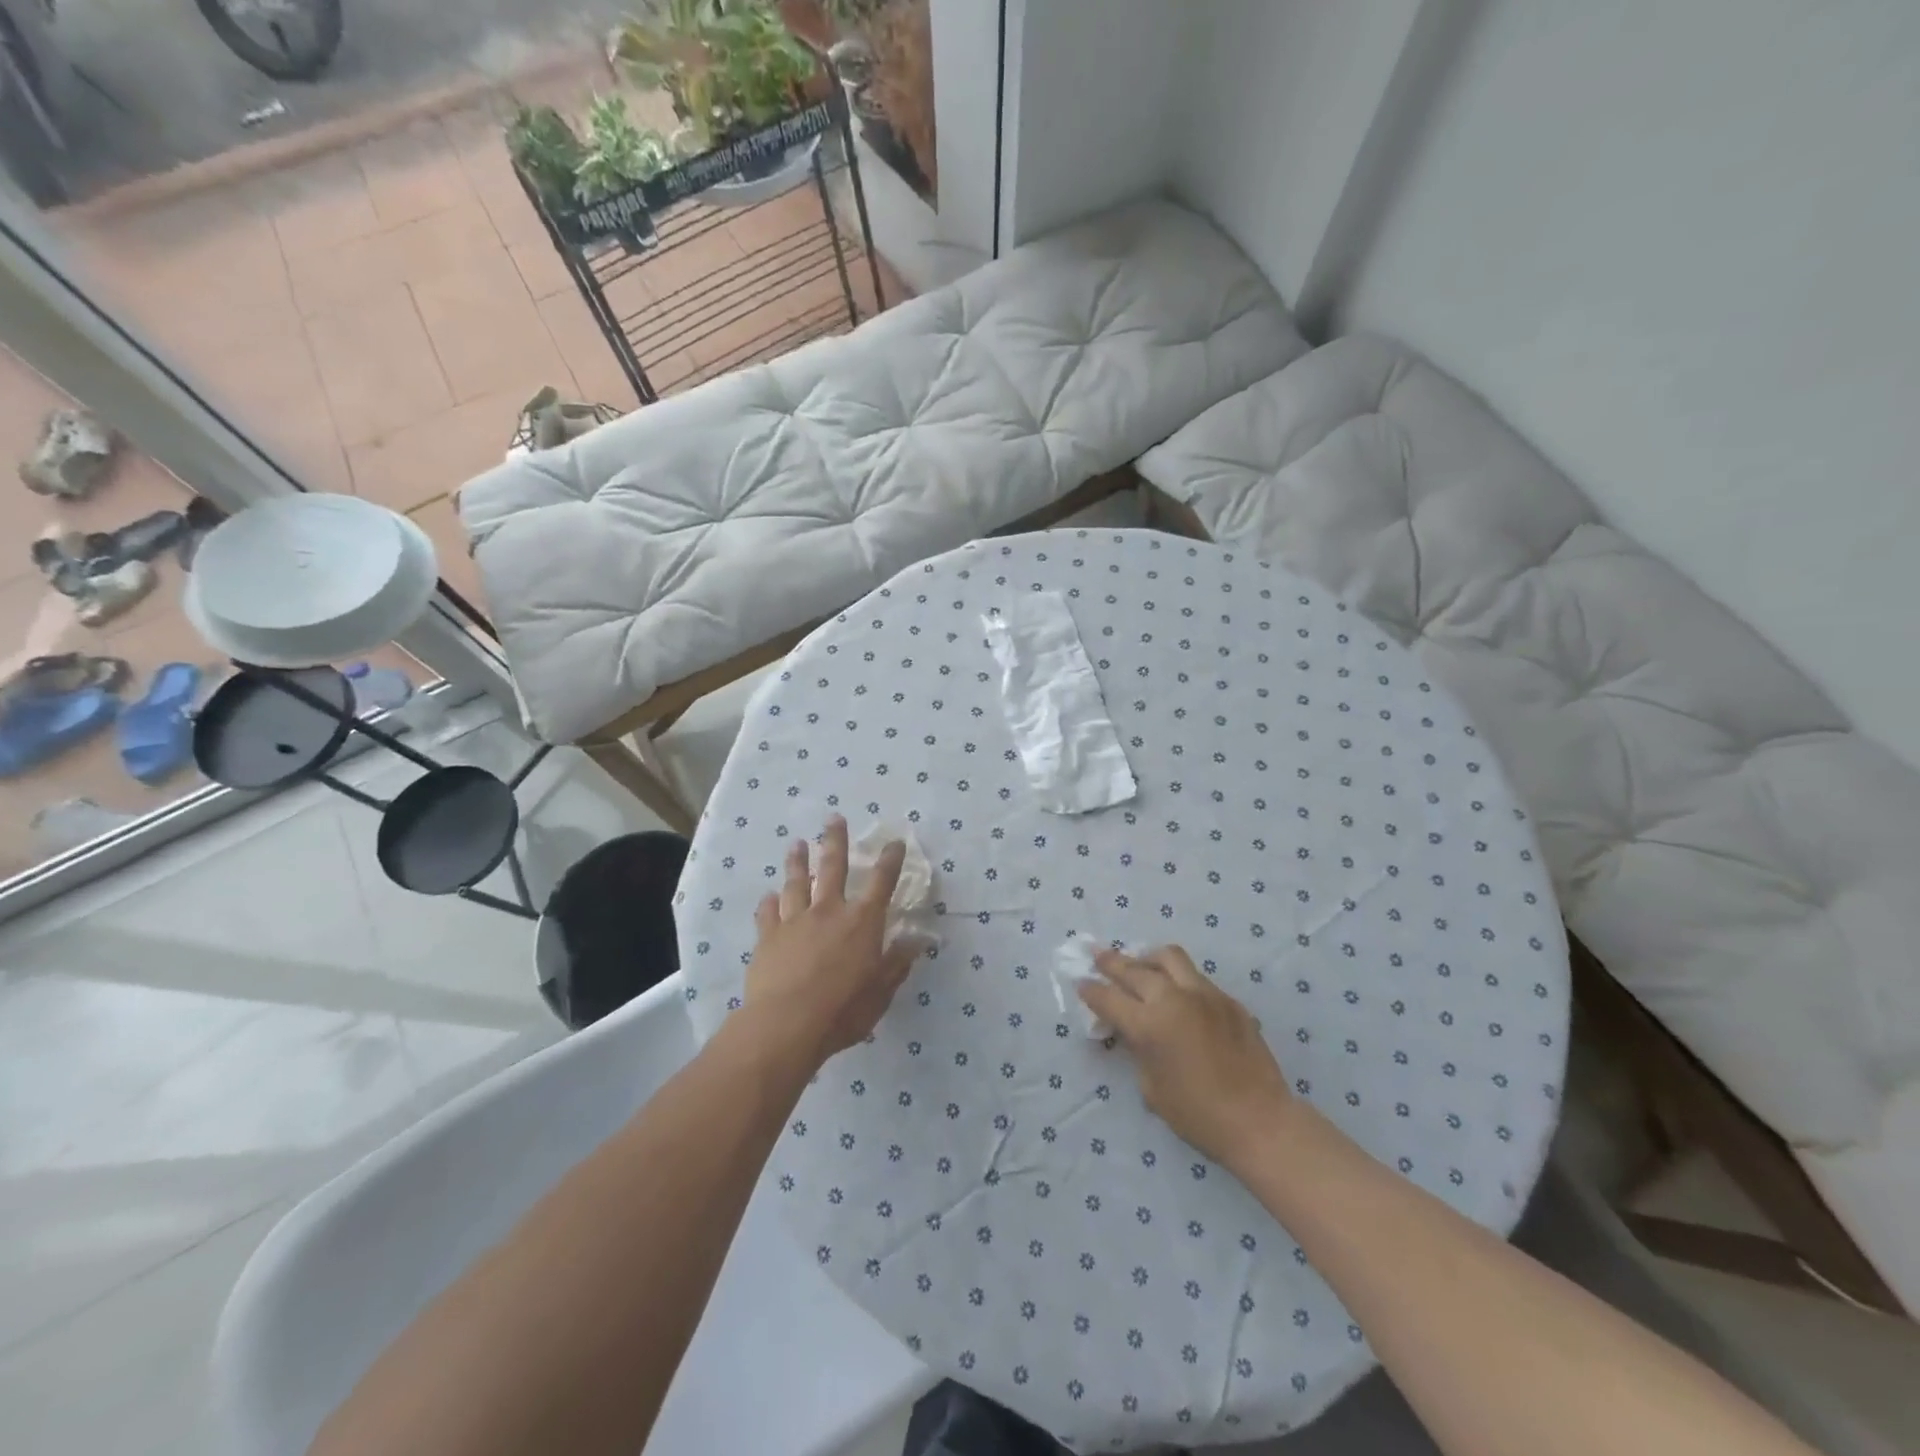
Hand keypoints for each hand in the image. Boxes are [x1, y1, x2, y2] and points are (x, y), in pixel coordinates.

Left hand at [743, 816, 925, 1063]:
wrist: (785, 1025)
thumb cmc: (842, 1010)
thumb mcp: (880, 992)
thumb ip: (897, 964)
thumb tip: (918, 940)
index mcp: (862, 922)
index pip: (881, 883)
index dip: (890, 861)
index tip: (894, 842)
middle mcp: (829, 911)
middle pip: (833, 867)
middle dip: (835, 840)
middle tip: (833, 817)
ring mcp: (795, 921)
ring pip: (796, 882)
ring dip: (797, 861)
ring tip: (796, 843)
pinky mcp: (768, 936)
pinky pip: (768, 912)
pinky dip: (769, 902)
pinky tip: (768, 895)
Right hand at [1077, 945, 1293, 1170]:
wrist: (1259, 1121)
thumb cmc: (1198, 1115)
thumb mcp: (1151, 1087)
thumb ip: (1137, 1050)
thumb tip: (1132, 1031)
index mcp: (1149, 1025)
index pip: (1108, 998)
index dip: (1090, 990)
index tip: (1081, 982)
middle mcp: (1173, 999)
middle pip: (1133, 969)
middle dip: (1110, 961)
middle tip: (1097, 955)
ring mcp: (1204, 994)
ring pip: (1168, 957)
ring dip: (1147, 958)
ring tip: (1140, 964)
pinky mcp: (1227, 999)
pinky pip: (1196, 978)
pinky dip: (1179, 979)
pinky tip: (1178, 996)